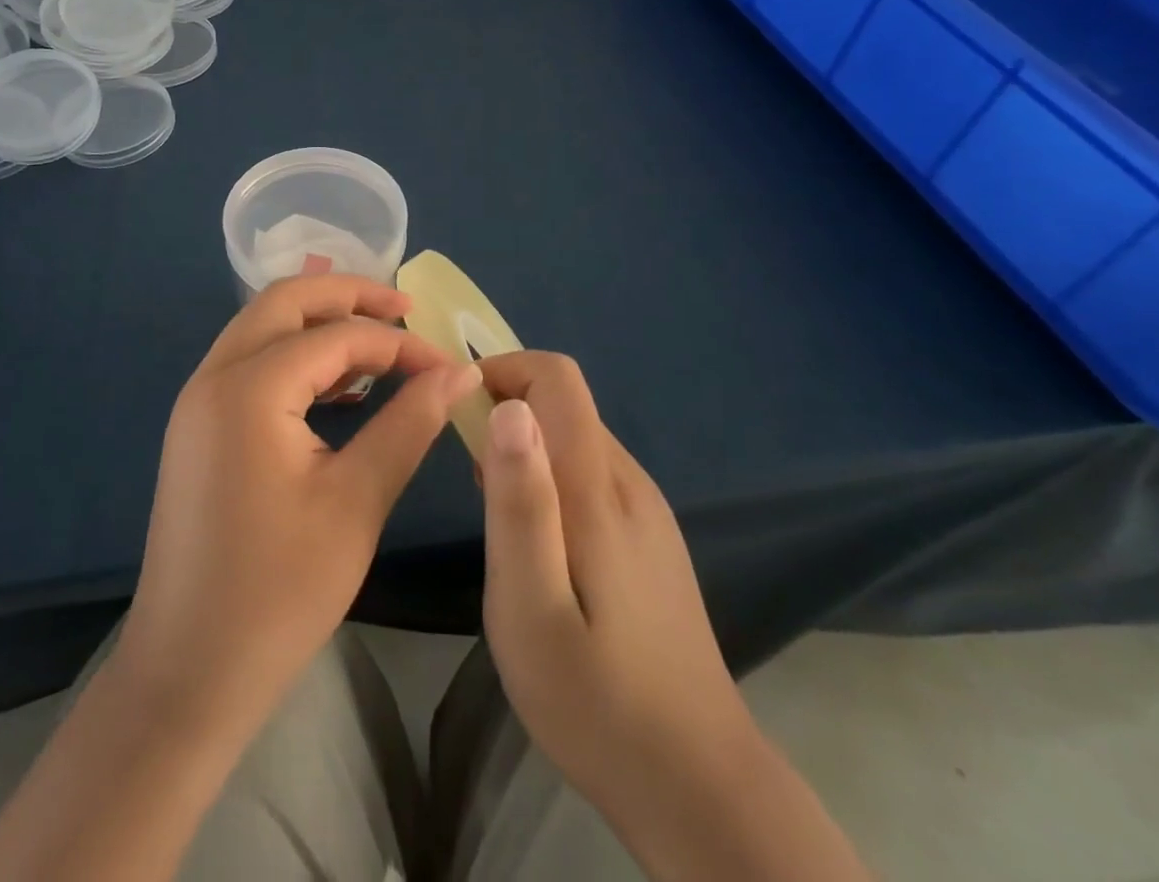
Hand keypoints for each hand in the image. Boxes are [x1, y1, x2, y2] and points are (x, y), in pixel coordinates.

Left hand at [116, 274, 483, 728]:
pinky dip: (295, 357)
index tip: (448, 366)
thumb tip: (459, 372)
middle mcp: (214, 377)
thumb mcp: (356, 502)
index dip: (398, 344)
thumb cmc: (277, 593)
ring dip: (319, 323)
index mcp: (248, 388)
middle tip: (406, 310)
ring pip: (263, 327)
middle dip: (348, 296)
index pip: (337, 336)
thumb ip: (409, 424)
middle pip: (285, 301)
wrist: (187, 675)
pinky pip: (250, 363)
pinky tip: (338, 389)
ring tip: (379, 347)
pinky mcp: (198, 427)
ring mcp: (198, 400)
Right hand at [475, 353, 748, 824]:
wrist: (700, 787)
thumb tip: (508, 408)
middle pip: (565, 403)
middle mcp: (629, 482)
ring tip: (494, 515)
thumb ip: (519, 502)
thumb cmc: (597, 700)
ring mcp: (648, 511)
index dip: (504, 371)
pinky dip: (552, 479)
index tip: (459, 414)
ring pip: (577, 439)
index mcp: (599, 487)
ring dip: (527, 449)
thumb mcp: (531, 606)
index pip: (557, 376)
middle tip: (467, 478)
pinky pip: (593, 476)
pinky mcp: (652, 540)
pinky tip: (539, 547)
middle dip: (507, 412)